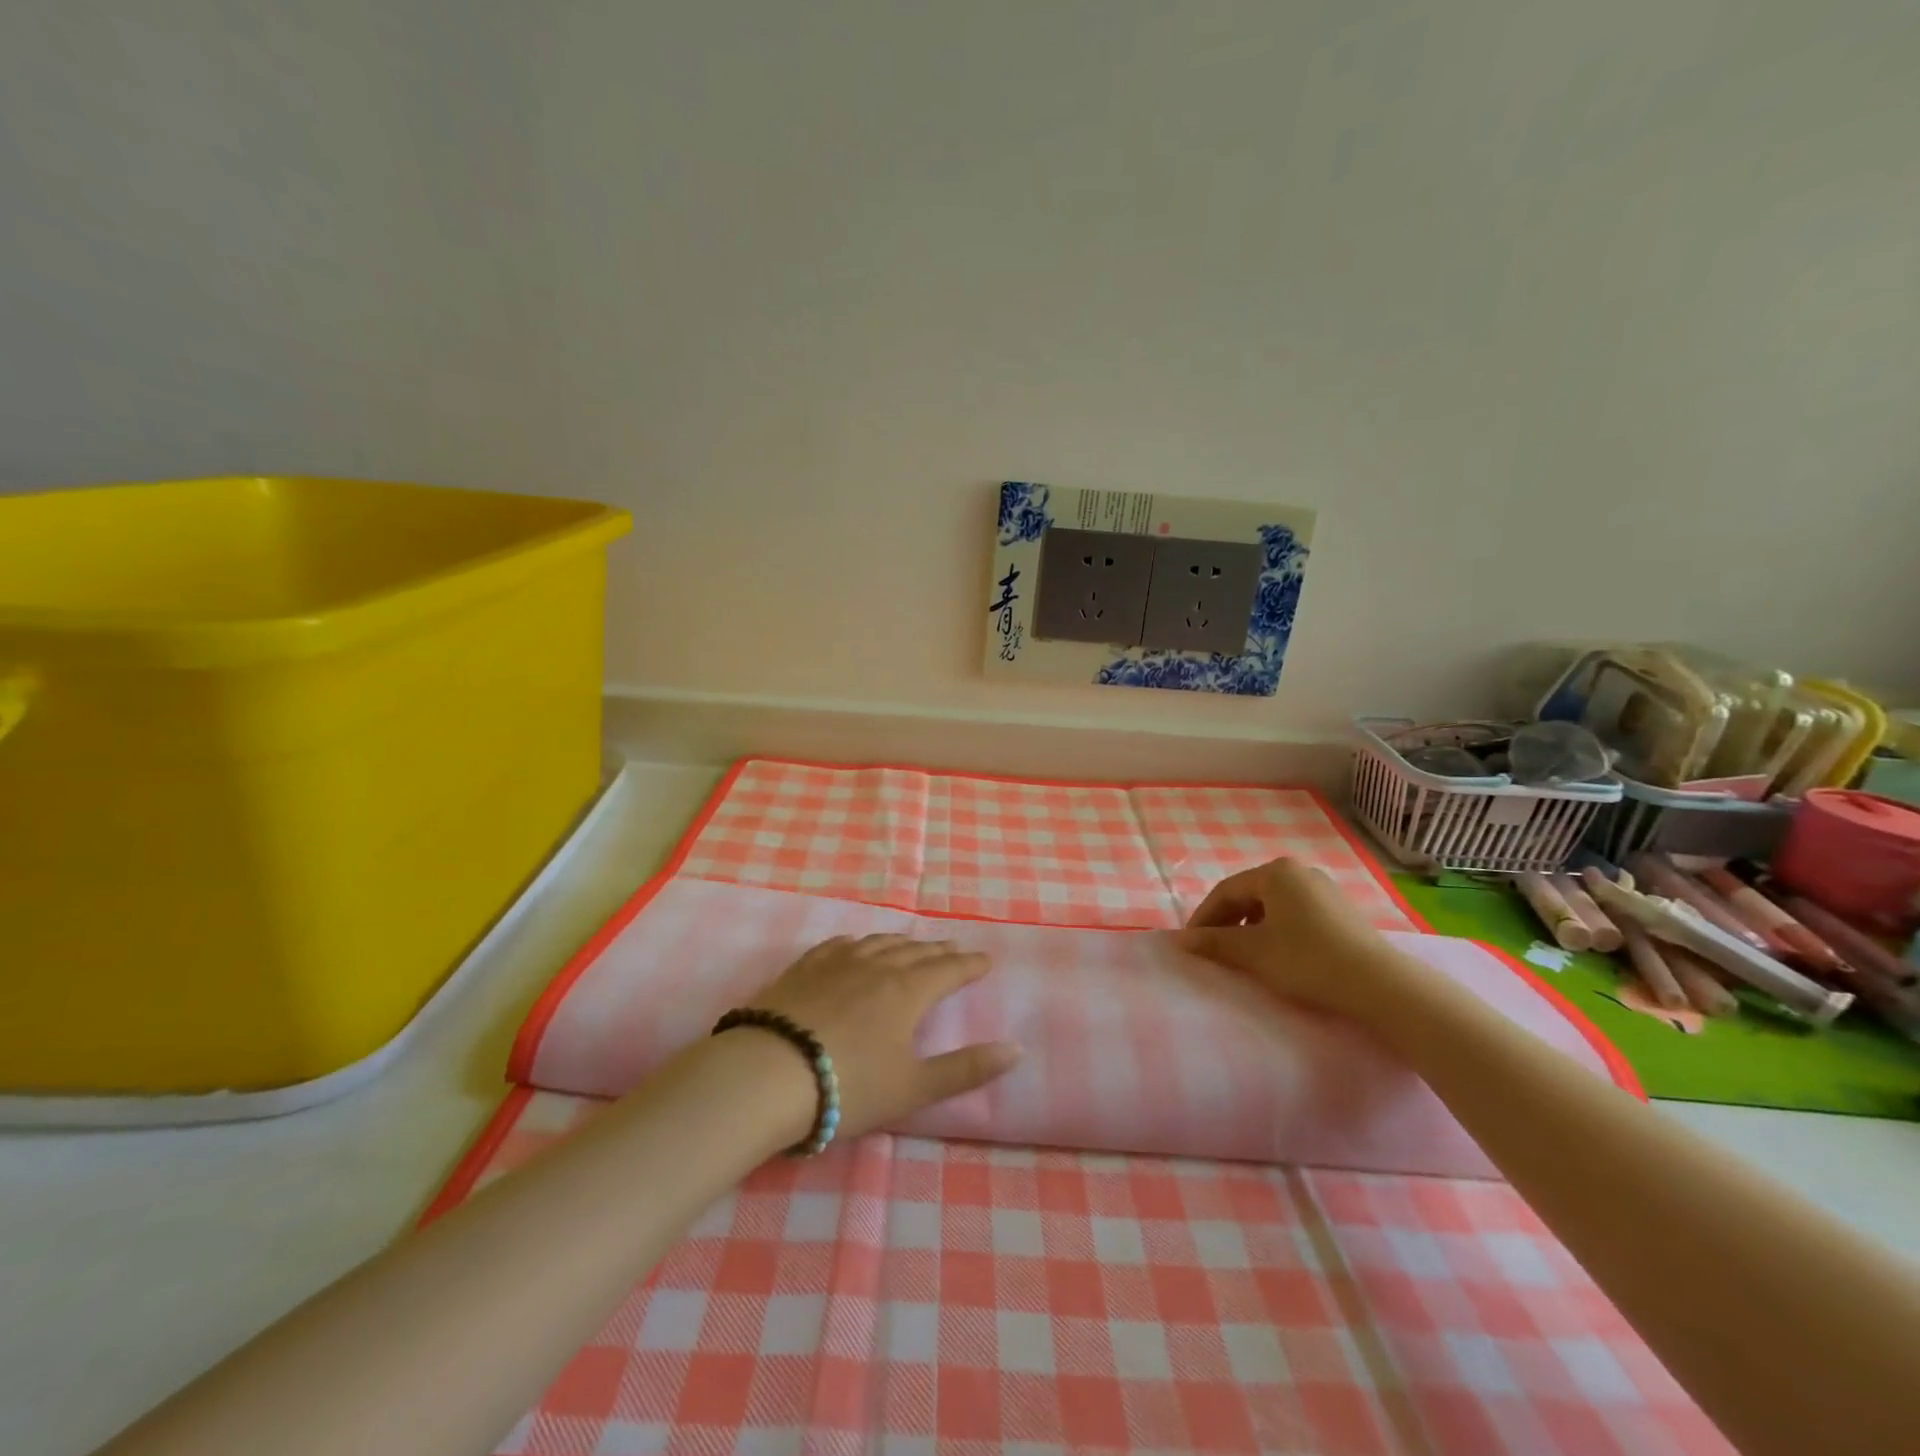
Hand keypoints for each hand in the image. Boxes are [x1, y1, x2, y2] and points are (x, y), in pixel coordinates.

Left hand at [743, 934, 1021, 1140]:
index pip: (948, 970)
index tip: (986, 960)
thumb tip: (1016, 1049)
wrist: (768, 1073)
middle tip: (955, 949)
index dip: (970, 965)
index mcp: (907, 991)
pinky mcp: (804, 968)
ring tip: (912, 944)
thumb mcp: (913, 1088)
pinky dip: (857, 942)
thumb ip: (965, 1069)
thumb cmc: (848, 1085)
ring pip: (878, 943)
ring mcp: (837, 963)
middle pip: (915, 951)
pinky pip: (838, 945)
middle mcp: (876, 966)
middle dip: (939, 951)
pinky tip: (854, 944)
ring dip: (901, 943)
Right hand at [1179, 858, 1421, 1021]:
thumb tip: (1181, 940)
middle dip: (1227, 921)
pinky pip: (1296, 914)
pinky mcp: (1342, 911)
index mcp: (1275, 873)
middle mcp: (1299, 872)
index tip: (1191, 943)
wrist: (1379, 984)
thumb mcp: (1253, 952)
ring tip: (1243, 953)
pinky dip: (1277, 930)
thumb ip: (1214, 943)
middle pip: (1250, 894)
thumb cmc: (1307, 960)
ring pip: (1273, 905)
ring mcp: (1324, 890)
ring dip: (1251, 926)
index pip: (1226, 891)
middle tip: (1213, 947)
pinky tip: (1278, 954)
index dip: (1204, 917)